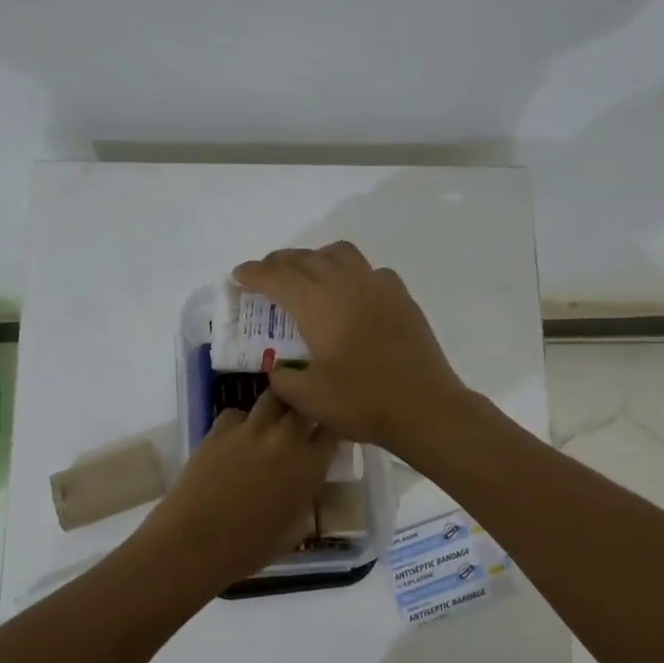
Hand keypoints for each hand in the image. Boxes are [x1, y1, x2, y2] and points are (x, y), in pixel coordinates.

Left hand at [136, 393, 338, 585]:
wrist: (196, 543)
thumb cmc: (250, 548)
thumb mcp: (295, 530)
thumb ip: (306, 499)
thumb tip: (304, 487)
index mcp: (310, 466)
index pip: (333, 429)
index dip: (331, 428)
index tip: (326, 434)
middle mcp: (286, 439)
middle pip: (304, 403)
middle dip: (305, 408)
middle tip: (300, 422)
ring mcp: (251, 429)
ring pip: (273, 398)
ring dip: (277, 408)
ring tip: (271, 422)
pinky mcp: (220, 429)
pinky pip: (236, 413)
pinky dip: (241, 421)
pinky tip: (236, 438)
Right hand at [232, 242, 470, 450]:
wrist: (425, 408)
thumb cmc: (363, 403)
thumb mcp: (308, 399)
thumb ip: (282, 378)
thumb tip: (278, 367)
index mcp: (318, 305)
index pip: (277, 277)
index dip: (253, 274)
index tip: (238, 275)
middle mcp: (346, 284)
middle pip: (306, 258)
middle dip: (280, 262)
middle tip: (265, 274)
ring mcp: (378, 286)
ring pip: (339, 254)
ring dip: (315, 258)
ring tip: (306, 275)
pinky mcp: (401, 297)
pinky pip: (369, 270)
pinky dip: (349, 273)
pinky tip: (350, 294)